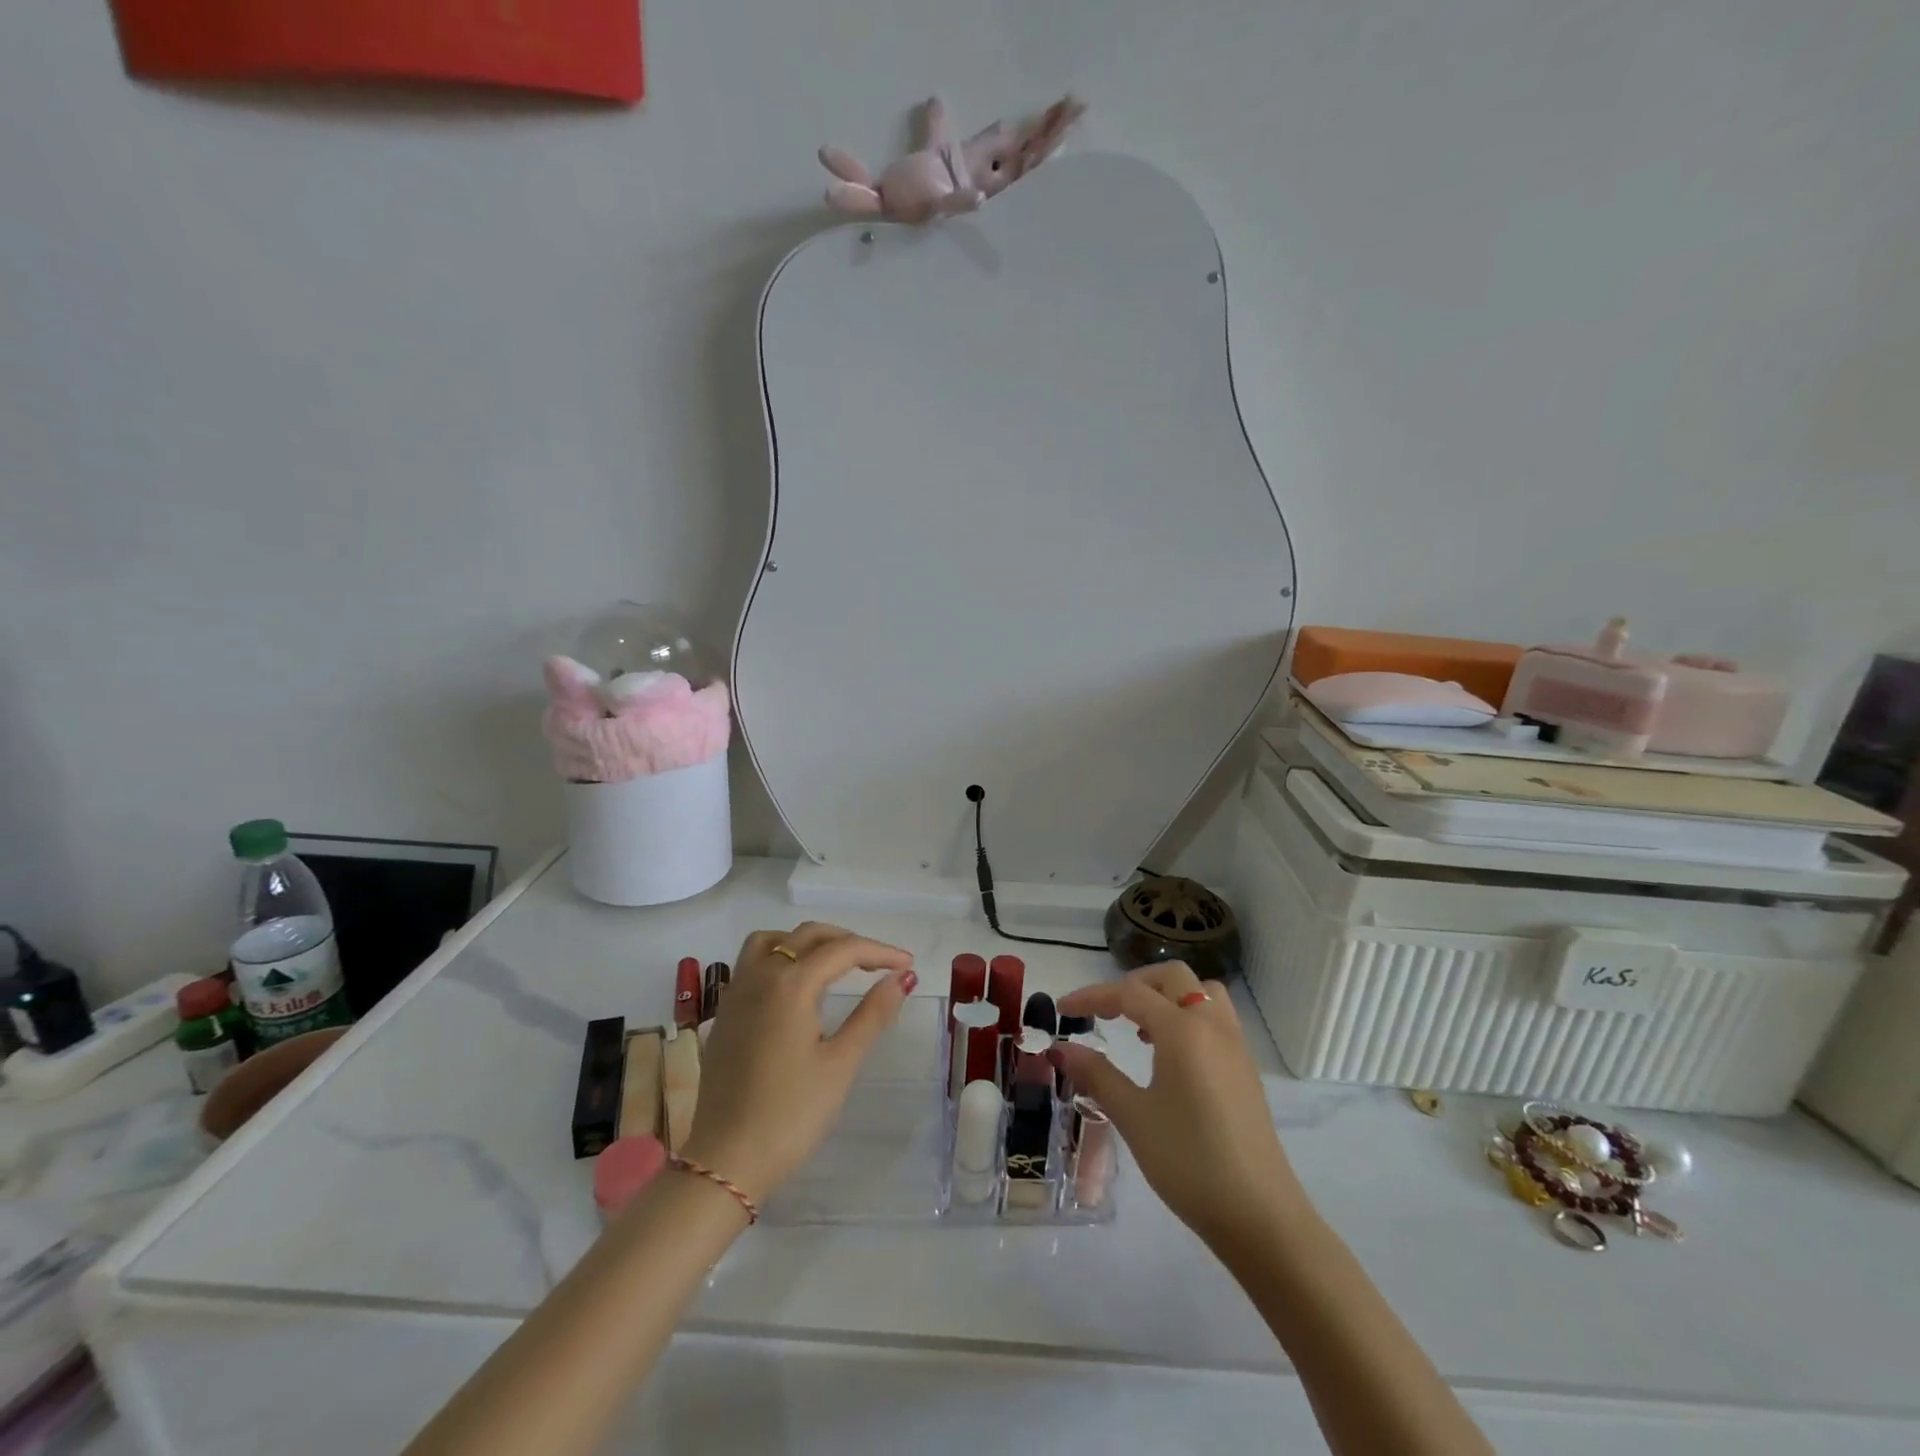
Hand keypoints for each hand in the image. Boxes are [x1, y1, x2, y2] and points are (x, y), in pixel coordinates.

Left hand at [680, 922, 915, 1204]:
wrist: (726, 1162)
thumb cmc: (790, 1115)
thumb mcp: (840, 1064)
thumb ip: (873, 1014)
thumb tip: (903, 978)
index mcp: (791, 984)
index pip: (843, 950)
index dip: (879, 952)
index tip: (908, 965)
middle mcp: (760, 976)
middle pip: (808, 936)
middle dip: (848, 941)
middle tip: (879, 964)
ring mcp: (736, 993)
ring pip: (772, 941)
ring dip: (807, 942)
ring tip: (834, 964)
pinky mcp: (724, 1014)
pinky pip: (752, 963)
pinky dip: (780, 957)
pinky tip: (796, 988)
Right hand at [1055, 962, 1303, 1248]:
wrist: (1260, 1216)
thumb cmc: (1189, 1162)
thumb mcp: (1133, 1117)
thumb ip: (1097, 1075)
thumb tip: (1062, 1048)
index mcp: (1182, 1030)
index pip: (1130, 994)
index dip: (1092, 997)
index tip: (1062, 1010)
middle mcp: (1212, 1026)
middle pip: (1172, 978)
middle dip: (1134, 985)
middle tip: (1106, 1012)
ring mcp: (1235, 1046)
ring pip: (1201, 993)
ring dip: (1167, 997)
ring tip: (1141, 1029)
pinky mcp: (1246, 1070)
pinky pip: (1215, 1019)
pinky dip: (1188, 1017)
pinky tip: (1170, 1057)